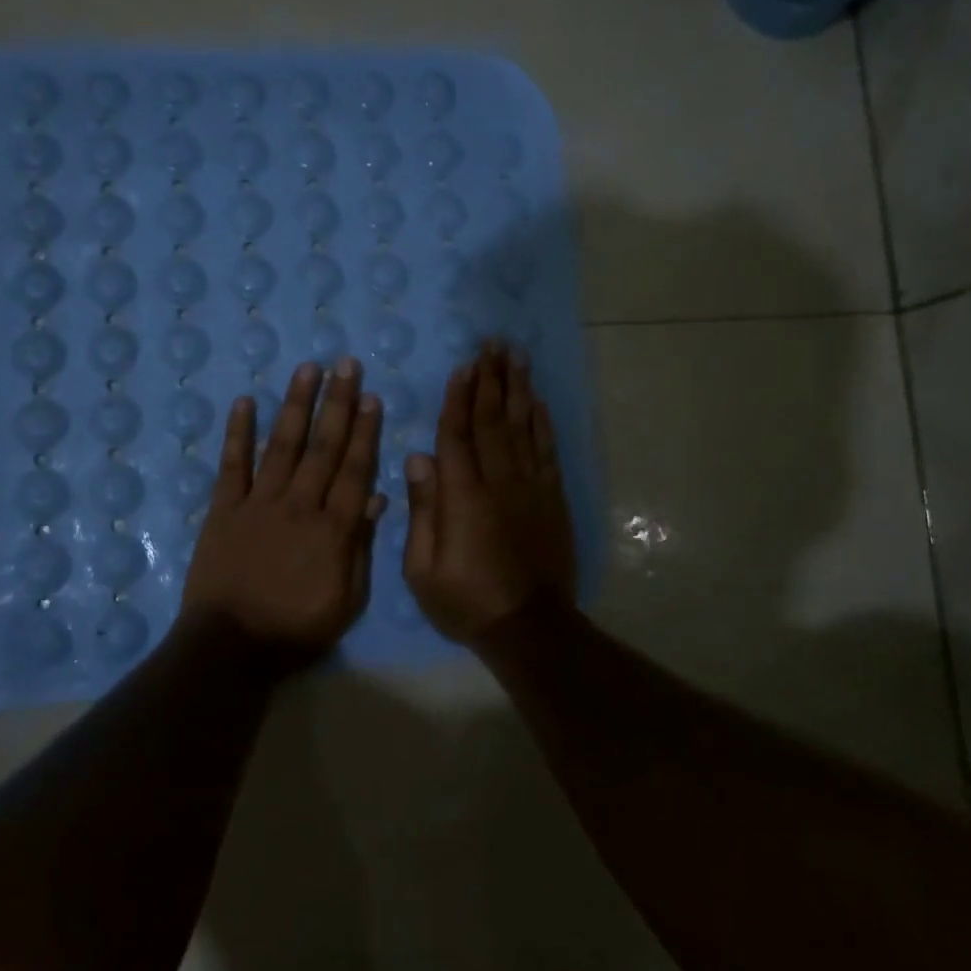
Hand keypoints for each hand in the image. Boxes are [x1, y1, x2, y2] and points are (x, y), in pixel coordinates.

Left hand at [179, 358, 386, 665]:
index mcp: (332, 529)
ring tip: (307, 369)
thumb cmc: (296, 629)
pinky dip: (238, 433)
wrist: (230, 647)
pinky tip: (244, 402)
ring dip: (296, 405)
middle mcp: (298, 505)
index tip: (372, 398)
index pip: (354, 470)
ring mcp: (258, 504)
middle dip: (337, 404)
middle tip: (346, 364)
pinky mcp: (223, 510)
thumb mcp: (346, 601)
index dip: (365, 433)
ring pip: (282, 445)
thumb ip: (360, 548)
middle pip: (322, 448)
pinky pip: (232, 466)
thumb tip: (376, 500)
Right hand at [403, 341, 577, 644]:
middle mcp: (499, 481)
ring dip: (518, 389)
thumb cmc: (466, 601)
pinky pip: (546, 450)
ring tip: (516, 357)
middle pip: (493, 420)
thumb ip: (422, 510)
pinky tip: (537, 400)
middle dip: (491, 379)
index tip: (462, 366)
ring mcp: (530, 487)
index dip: (459, 398)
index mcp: (463, 497)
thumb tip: (419, 458)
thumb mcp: (423, 570)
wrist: (529, 626)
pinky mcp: (552, 497)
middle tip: (492, 344)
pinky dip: (542, 422)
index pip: (458, 435)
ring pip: (522, 427)